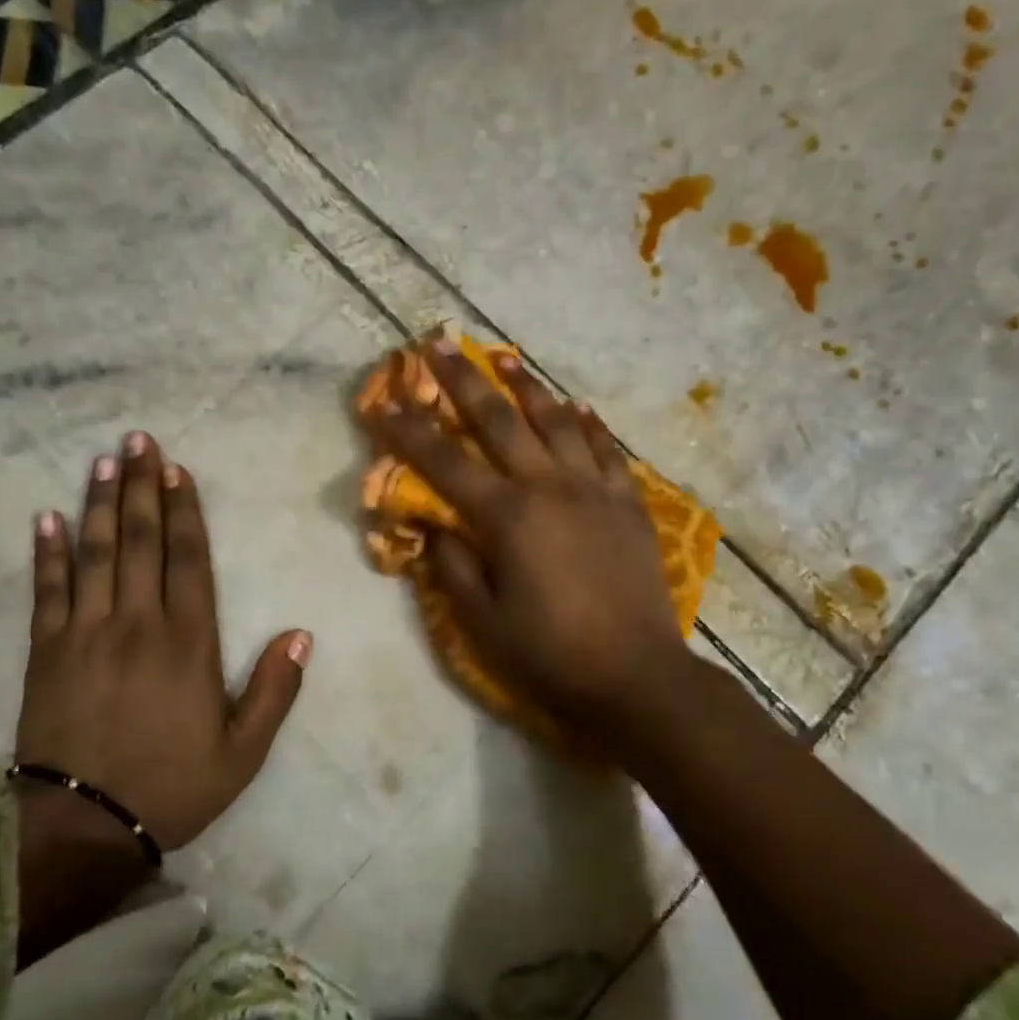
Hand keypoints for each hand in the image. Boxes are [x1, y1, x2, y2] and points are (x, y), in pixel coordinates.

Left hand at [14, 431, 311, 853]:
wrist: (85, 826)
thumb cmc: (172, 786)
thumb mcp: (243, 752)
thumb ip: (274, 691)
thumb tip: (301, 634)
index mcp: (189, 643)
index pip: (188, 559)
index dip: (184, 510)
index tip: (177, 470)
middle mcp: (138, 623)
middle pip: (140, 541)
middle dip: (140, 487)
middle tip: (137, 440)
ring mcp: (86, 633)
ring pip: (95, 553)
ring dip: (99, 504)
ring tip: (102, 461)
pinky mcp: (46, 652)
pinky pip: (47, 591)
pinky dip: (47, 553)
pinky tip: (45, 518)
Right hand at [367, 337, 689, 736]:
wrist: (636, 677)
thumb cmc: (549, 653)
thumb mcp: (481, 619)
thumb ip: (452, 564)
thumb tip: (431, 523)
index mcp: (506, 516)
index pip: (443, 462)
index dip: (407, 431)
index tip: (382, 401)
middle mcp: (548, 487)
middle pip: (498, 420)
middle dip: (462, 380)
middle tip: (437, 343)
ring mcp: (594, 490)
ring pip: (555, 422)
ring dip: (526, 386)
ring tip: (504, 356)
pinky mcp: (628, 503)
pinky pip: (606, 450)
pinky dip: (588, 425)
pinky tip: (577, 407)